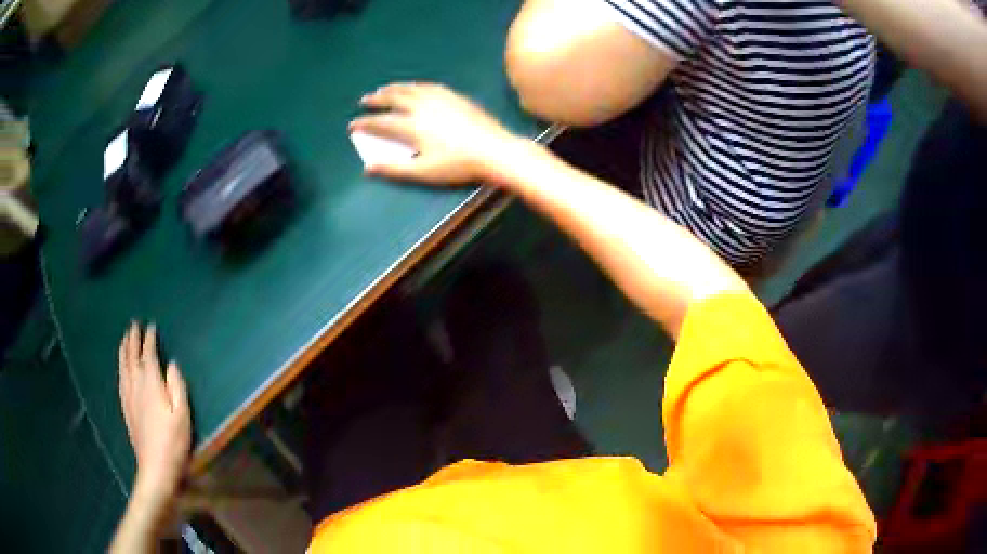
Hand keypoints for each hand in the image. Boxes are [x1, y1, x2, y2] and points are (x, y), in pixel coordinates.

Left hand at [118, 323, 190, 505]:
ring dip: (124, 350)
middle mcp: (136, 384)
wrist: (155, 468)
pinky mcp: (126, 408)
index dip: (149, 339)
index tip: (151, 327)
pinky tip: (122, 368)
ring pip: (123, 366)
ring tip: (125, 339)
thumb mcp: (182, 415)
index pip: (148, 354)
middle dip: (133, 339)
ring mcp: (128, 397)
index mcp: (151, 383)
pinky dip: (121, 367)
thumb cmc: (173, 442)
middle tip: (134, 325)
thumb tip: (172, 364)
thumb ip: (177, 386)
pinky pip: (121, 380)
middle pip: (131, 356)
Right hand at [349, 83, 521, 184]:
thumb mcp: (424, 172)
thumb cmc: (458, 165)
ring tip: (384, 89)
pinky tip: (414, 87)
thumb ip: (395, 169)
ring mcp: (440, 98)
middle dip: (377, 99)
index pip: (382, 122)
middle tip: (365, 100)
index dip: (365, 123)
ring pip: (410, 88)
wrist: (494, 150)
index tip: (352, 125)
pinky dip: (415, 86)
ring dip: (394, 88)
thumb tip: (368, 168)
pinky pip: (428, 86)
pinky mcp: (455, 96)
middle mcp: (422, 106)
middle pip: (394, 99)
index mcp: (412, 126)